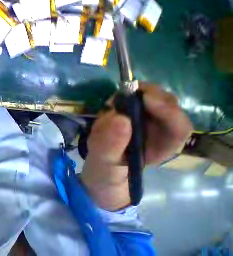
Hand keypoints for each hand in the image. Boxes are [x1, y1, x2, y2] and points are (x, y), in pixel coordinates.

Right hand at [80, 85, 192, 210]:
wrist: (100, 166)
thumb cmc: (105, 171)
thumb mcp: (104, 163)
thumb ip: (110, 146)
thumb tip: (118, 118)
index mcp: (161, 149)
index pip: (178, 128)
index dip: (167, 110)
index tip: (143, 99)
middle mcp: (160, 132)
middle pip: (167, 105)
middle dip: (147, 96)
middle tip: (120, 97)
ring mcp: (148, 122)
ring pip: (150, 99)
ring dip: (131, 97)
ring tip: (110, 106)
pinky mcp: (133, 115)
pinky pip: (133, 100)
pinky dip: (121, 99)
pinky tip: (109, 108)